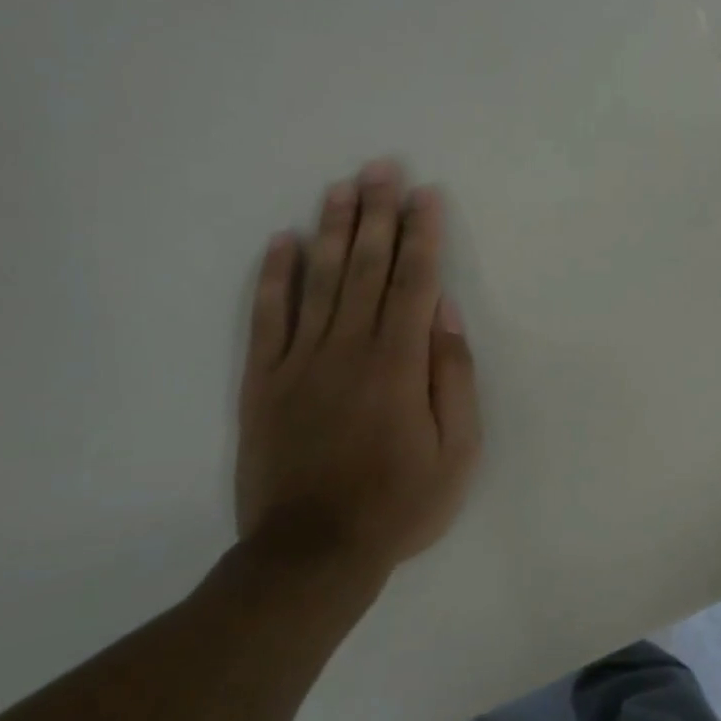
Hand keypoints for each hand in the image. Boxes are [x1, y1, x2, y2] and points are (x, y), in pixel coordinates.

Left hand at [234, 161, 480, 583]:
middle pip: (368, 268)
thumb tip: (446, 314)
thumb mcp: (457, 451)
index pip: (415, 282)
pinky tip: (282, 242)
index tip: (426, 194)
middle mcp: (349, 349)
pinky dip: (274, 277)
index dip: (423, 234)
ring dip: (333, 229)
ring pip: (319, 281)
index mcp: (399, 364)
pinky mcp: (262, 382)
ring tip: (341, 187)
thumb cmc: (399, 504)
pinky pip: (267, 318)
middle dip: (378, 213)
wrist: (312, 555)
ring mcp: (300, 362)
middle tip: (381, 166)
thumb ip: (454, 377)